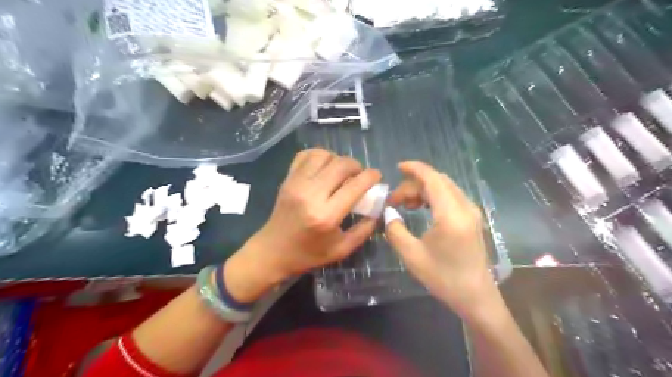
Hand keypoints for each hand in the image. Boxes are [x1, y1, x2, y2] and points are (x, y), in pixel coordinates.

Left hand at [223, 148, 379, 301]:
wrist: (273, 252)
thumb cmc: (309, 254)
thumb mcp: (342, 249)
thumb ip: (365, 229)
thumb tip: (378, 207)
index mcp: (326, 216)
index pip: (355, 185)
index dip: (371, 176)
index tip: (377, 176)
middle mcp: (311, 195)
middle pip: (341, 164)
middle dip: (357, 166)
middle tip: (359, 176)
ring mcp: (296, 184)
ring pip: (323, 155)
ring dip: (338, 159)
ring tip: (341, 172)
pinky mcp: (287, 179)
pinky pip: (305, 155)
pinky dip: (319, 156)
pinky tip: (324, 167)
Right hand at [383, 160, 491, 319]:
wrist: (475, 297)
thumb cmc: (444, 278)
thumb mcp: (412, 256)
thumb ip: (395, 230)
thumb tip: (388, 212)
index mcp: (451, 215)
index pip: (433, 179)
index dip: (415, 169)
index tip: (397, 167)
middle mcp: (465, 207)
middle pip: (438, 181)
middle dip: (414, 183)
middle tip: (395, 199)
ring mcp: (472, 212)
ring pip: (445, 188)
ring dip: (423, 190)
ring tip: (405, 204)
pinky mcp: (472, 218)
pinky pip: (451, 197)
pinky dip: (433, 196)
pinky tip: (421, 208)